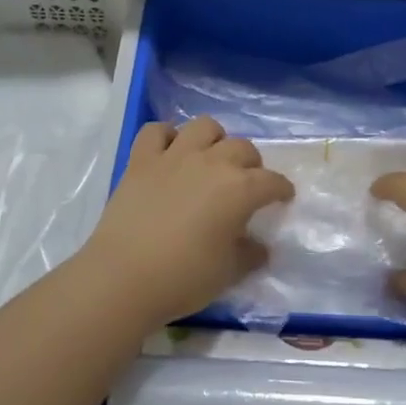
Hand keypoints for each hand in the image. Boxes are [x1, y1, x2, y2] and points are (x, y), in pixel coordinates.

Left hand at [73, 117, 293, 331]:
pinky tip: (169, 152)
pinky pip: (156, 131)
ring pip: (204, 126)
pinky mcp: (141, 160)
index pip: (271, 181)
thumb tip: (259, 246)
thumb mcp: (228, 273)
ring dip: (214, 139)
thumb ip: (249, 254)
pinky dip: (166, 136)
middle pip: (242, 148)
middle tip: (246, 184)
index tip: (283, 198)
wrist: (123, 278)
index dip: (281, 189)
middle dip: (251, 164)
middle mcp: (211, 163)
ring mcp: (173, 156)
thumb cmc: (183, 278)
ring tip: (211, 159)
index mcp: (239, 190)